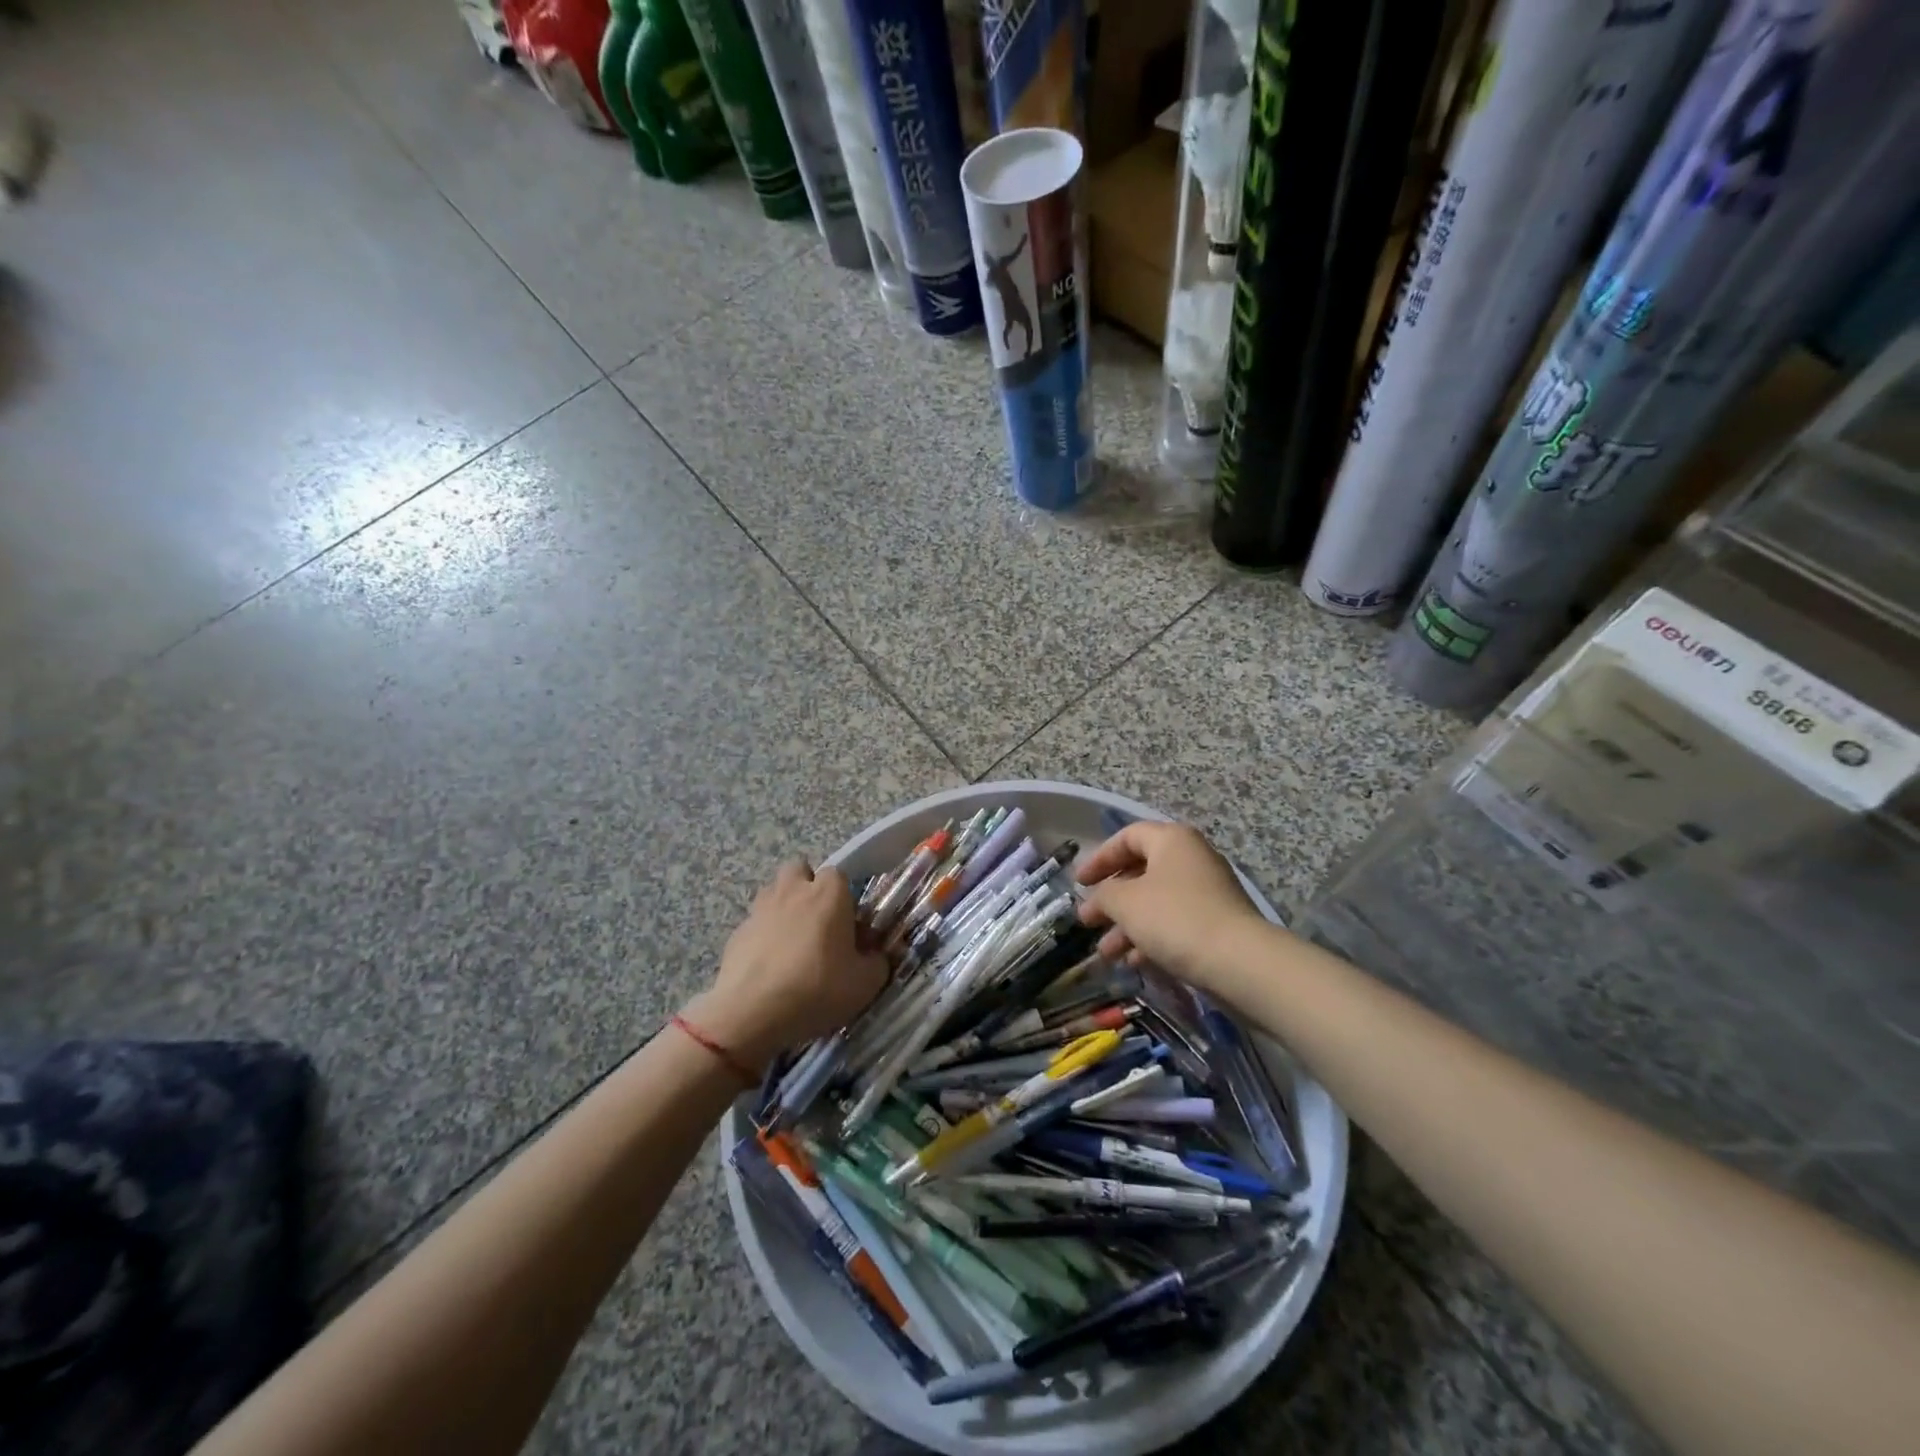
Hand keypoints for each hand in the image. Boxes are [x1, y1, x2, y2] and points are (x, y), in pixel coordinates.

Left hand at [685, 860, 888, 1073]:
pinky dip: (763, 936)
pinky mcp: (737, 932)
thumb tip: (877, 957)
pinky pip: (755, 924)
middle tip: (817, 921)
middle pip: (800, 870)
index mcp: (828, 893)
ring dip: (783, 907)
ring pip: (773, 892)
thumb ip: (877, 963)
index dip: (844, 896)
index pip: (838, 874)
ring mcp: (760, 909)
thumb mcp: (865, 983)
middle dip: (807, 887)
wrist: (752, 1012)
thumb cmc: (817, 988)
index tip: (848, 924)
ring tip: (792, 942)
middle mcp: (793, 890)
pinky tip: (769, 966)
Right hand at [1074, 821, 1269, 992]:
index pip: (1127, 837)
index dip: (1099, 858)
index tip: (1079, 884)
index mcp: (1172, 840)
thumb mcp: (1125, 902)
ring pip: (1156, 903)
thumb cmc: (1174, 918)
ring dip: (1127, 926)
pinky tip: (1134, 963)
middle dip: (1111, 900)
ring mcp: (1207, 892)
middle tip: (1088, 921)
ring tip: (1106, 953)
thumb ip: (1103, 895)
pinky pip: (1174, 923)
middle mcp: (1192, 859)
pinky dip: (1151, 939)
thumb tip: (1097, 899)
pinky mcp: (1217, 924)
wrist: (1239, 962)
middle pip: (1141, 872)